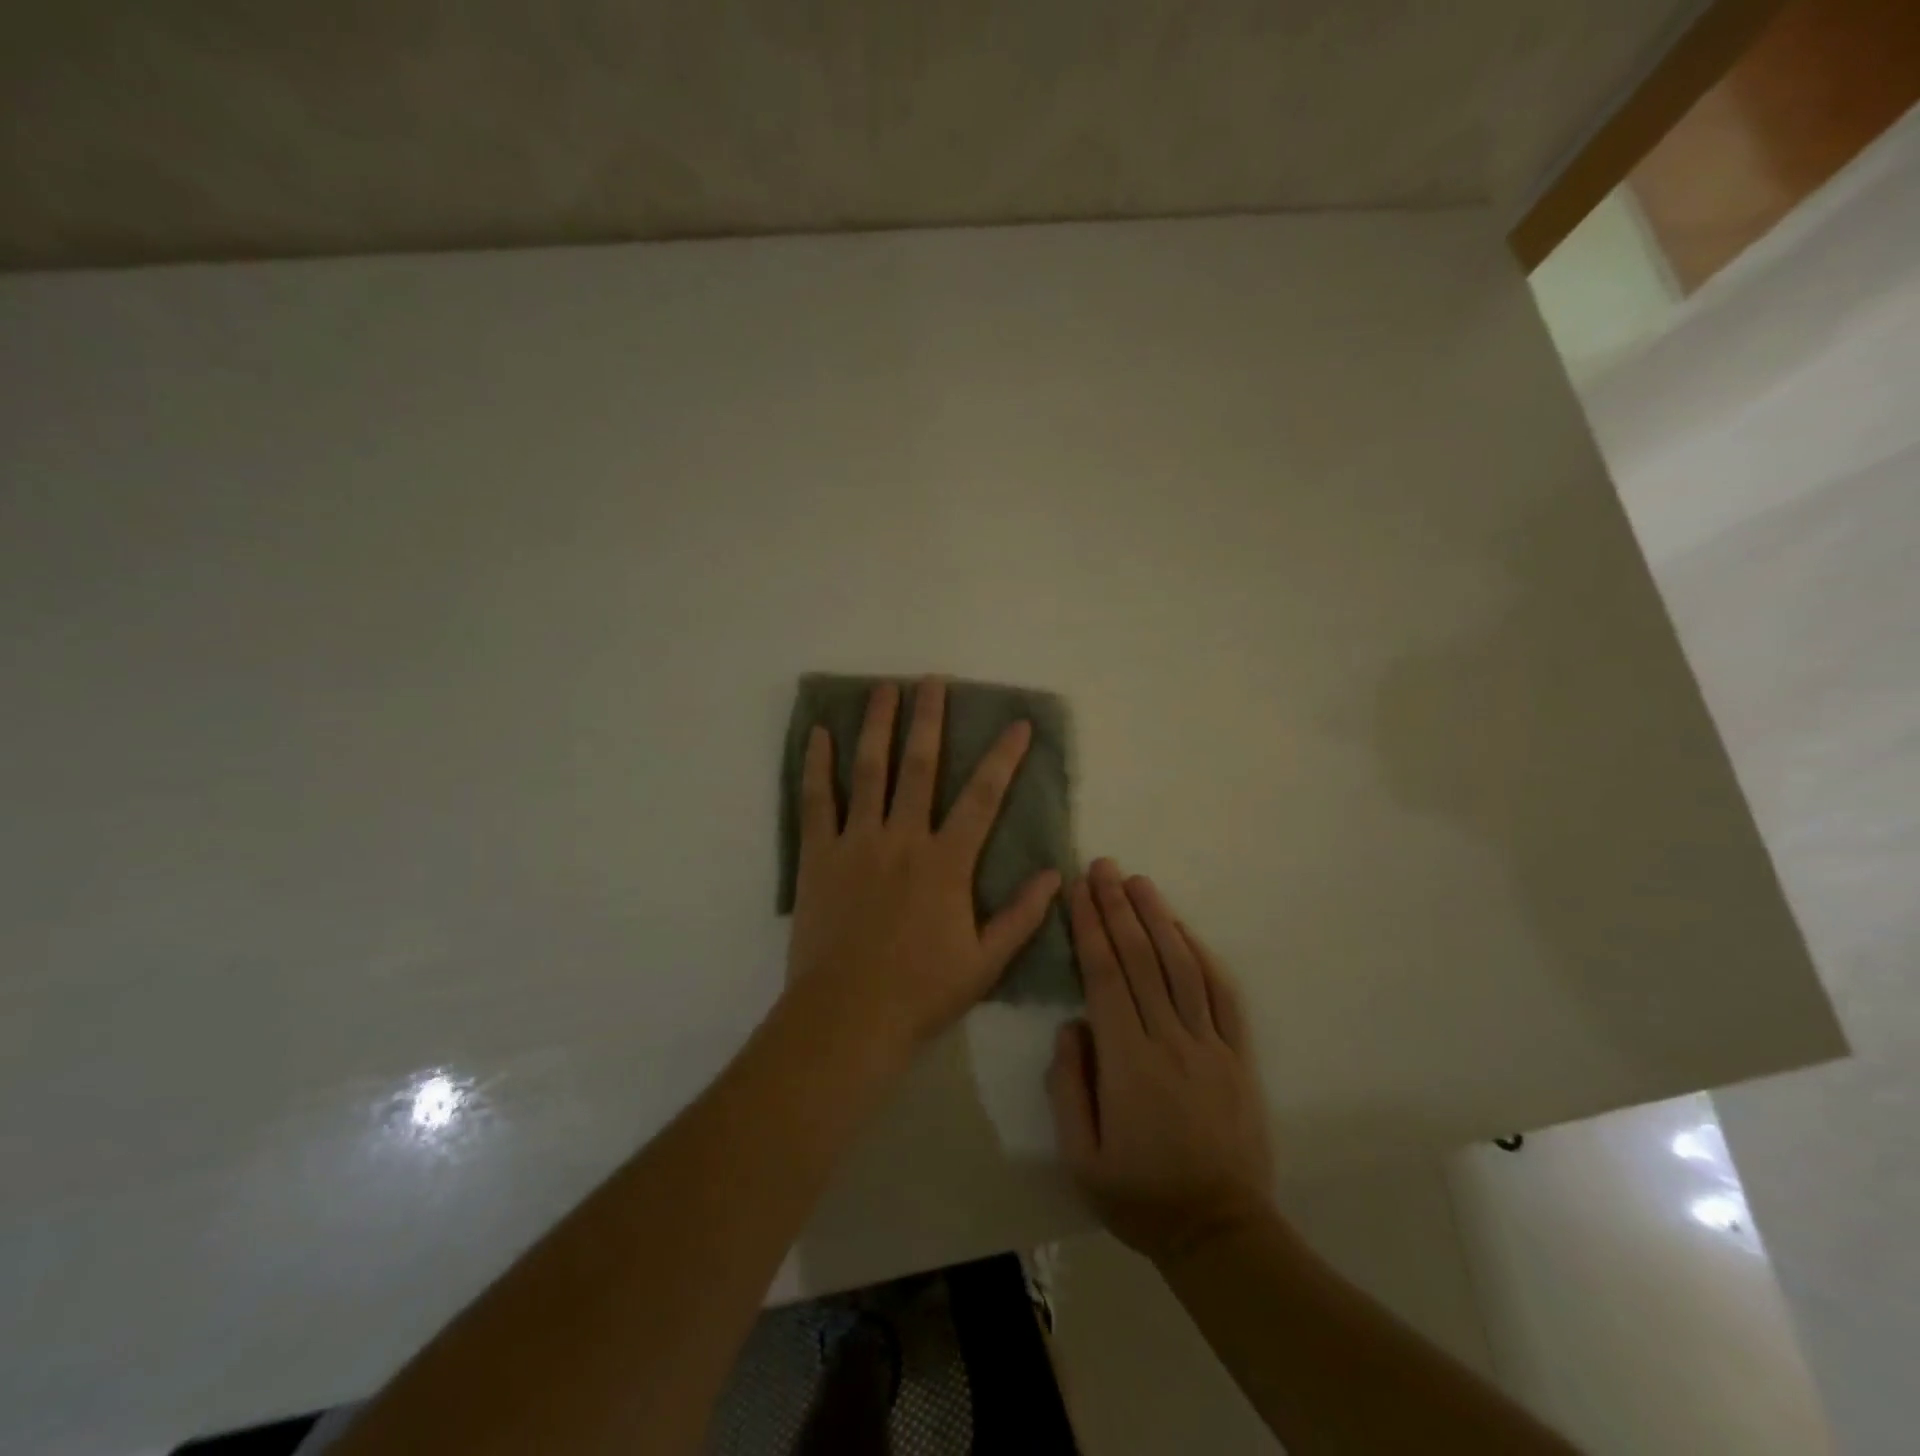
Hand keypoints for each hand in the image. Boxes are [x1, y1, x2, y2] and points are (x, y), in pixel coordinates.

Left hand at [787, 678, 1061, 1050]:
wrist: (848, 1016)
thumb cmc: (922, 991)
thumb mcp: (986, 962)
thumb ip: (1022, 916)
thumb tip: (1055, 875)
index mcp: (946, 863)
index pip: (983, 798)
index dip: (1003, 758)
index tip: (1016, 724)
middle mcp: (903, 839)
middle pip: (919, 766)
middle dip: (929, 720)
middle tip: (932, 681)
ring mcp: (857, 842)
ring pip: (869, 771)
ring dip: (878, 726)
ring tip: (884, 689)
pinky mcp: (818, 855)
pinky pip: (817, 800)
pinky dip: (817, 764)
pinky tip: (818, 733)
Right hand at [1048, 859, 1274, 1265]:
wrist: (1219, 1230)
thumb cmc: (1139, 1195)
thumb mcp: (1080, 1155)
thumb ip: (1068, 1084)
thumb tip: (1072, 1024)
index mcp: (1128, 1061)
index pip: (1105, 976)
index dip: (1090, 928)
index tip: (1078, 891)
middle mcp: (1170, 1040)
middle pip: (1141, 959)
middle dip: (1118, 907)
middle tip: (1103, 867)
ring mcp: (1210, 1045)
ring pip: (1181, 966)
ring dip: (1158, 918)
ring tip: (1139, 881)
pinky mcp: (1237, 1055)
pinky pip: (1222, 995)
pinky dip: (1202, 955)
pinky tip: (1183, 929)